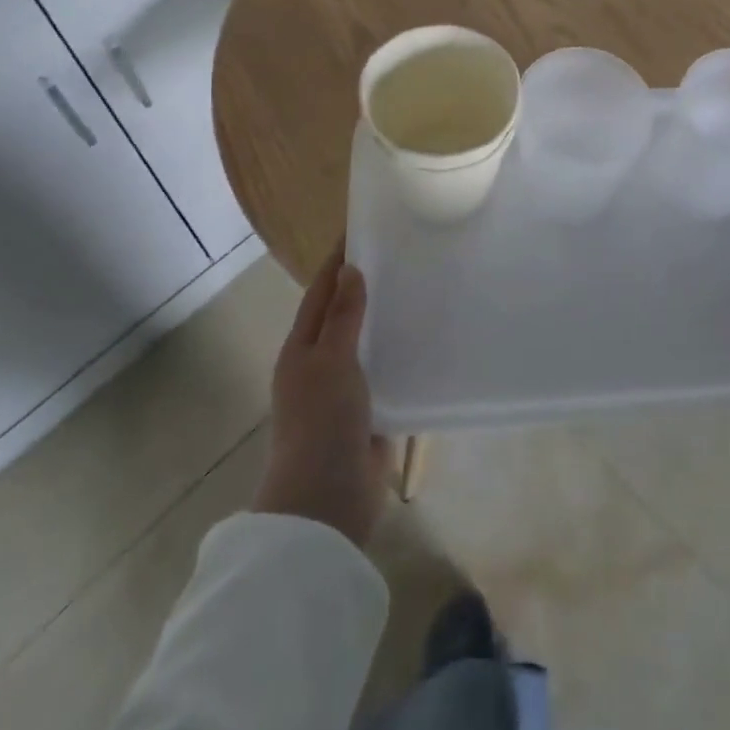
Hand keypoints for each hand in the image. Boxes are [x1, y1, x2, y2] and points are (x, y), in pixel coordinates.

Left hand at [253, 258, 392, 547]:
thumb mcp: (330, 361)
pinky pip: (386, 371)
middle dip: (366, 286)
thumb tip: (349, 269)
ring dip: (386, 318)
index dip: (338, 261)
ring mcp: (345, 389)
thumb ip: (342, 316)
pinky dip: (401, 352)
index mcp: (301, 348)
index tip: (363, 229)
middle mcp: (320, 363)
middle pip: (344, 313)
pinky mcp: (370, 410)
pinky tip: (428, 338)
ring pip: (367, 341)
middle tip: (403, 254)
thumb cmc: (322, 422)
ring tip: (421, 288)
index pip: (320, 291)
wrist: (328, 500)